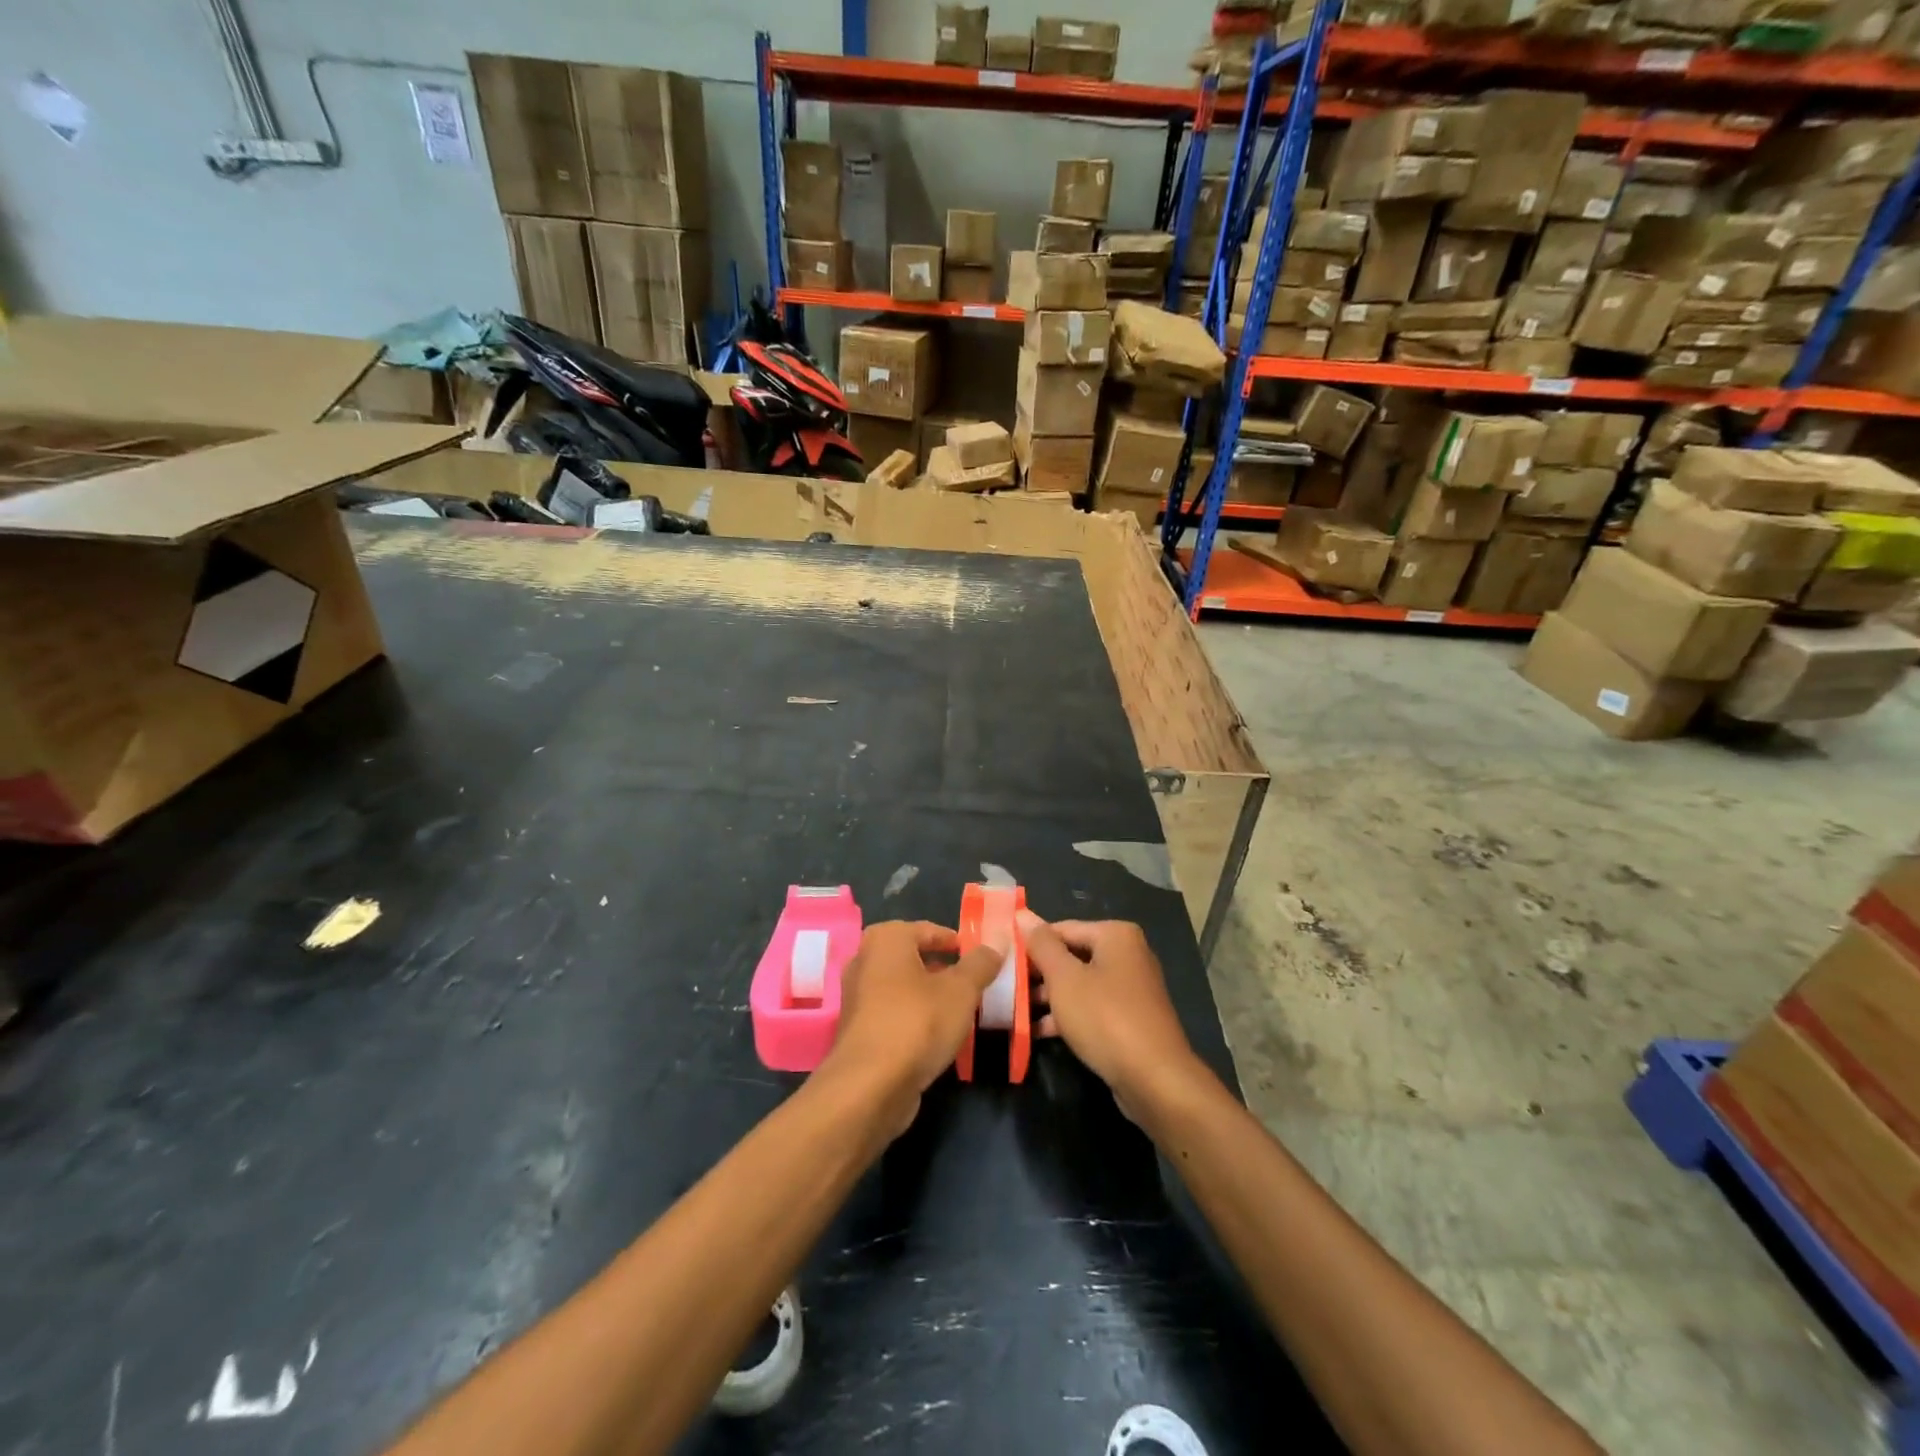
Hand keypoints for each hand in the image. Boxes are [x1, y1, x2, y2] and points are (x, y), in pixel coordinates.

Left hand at [821, 920, 1007, 1136]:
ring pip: (904, 987)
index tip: (983, 959)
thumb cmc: (917, 1022)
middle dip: (945, 970)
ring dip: (931, 995)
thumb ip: (980, 964)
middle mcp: (865, 960)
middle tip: (976, 984)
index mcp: (886, 939)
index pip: (930, 930)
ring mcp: (857, 996)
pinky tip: (938, 1035)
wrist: (870, 1086)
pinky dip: (915, 1017)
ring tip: (962, 1010)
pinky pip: (894, 1012)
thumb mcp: (961, 990)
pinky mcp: (858, 1029)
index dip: (958, 943)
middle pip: (915, 958)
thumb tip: (997, 943)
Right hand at [1018, 912, 1205, 1116]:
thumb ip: (1041, 945)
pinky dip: (1068, 1015)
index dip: (1030, 944)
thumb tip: (1022, 914)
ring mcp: (1131, 988)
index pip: (1061, 929)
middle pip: (1071, 955)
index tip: (1002, 961)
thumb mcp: (1065, 979)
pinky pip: (1092, 1007)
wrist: (1155, 1080)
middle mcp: (1128, 954)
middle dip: (1039, 973)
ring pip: (1080, 983)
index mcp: (1116, 935)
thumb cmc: (1105, 1018)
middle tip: (1005, 987)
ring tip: (1015, 1010)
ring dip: (1049, 996)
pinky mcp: (1130, 1018)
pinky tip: (1038, 1031)